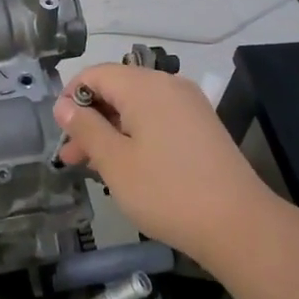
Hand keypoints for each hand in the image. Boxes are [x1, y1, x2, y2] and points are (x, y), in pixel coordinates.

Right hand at [53, 65, 272, 267]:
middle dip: (90, 118)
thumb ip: (86, 128)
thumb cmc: (167, 191)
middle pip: (117, 88)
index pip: (95, 74)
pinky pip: (158, 118)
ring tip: (95, 166)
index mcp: (144, 86)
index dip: (71, 97)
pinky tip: (129, 165)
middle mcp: (168, 85)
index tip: (60, 132)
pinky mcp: (202, 126)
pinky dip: (137, 134)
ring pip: (137, 106)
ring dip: (112, 129)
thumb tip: (63, 105)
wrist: (239, 224)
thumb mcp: (115, 162)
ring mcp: (189, 105)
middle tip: (72, 157)